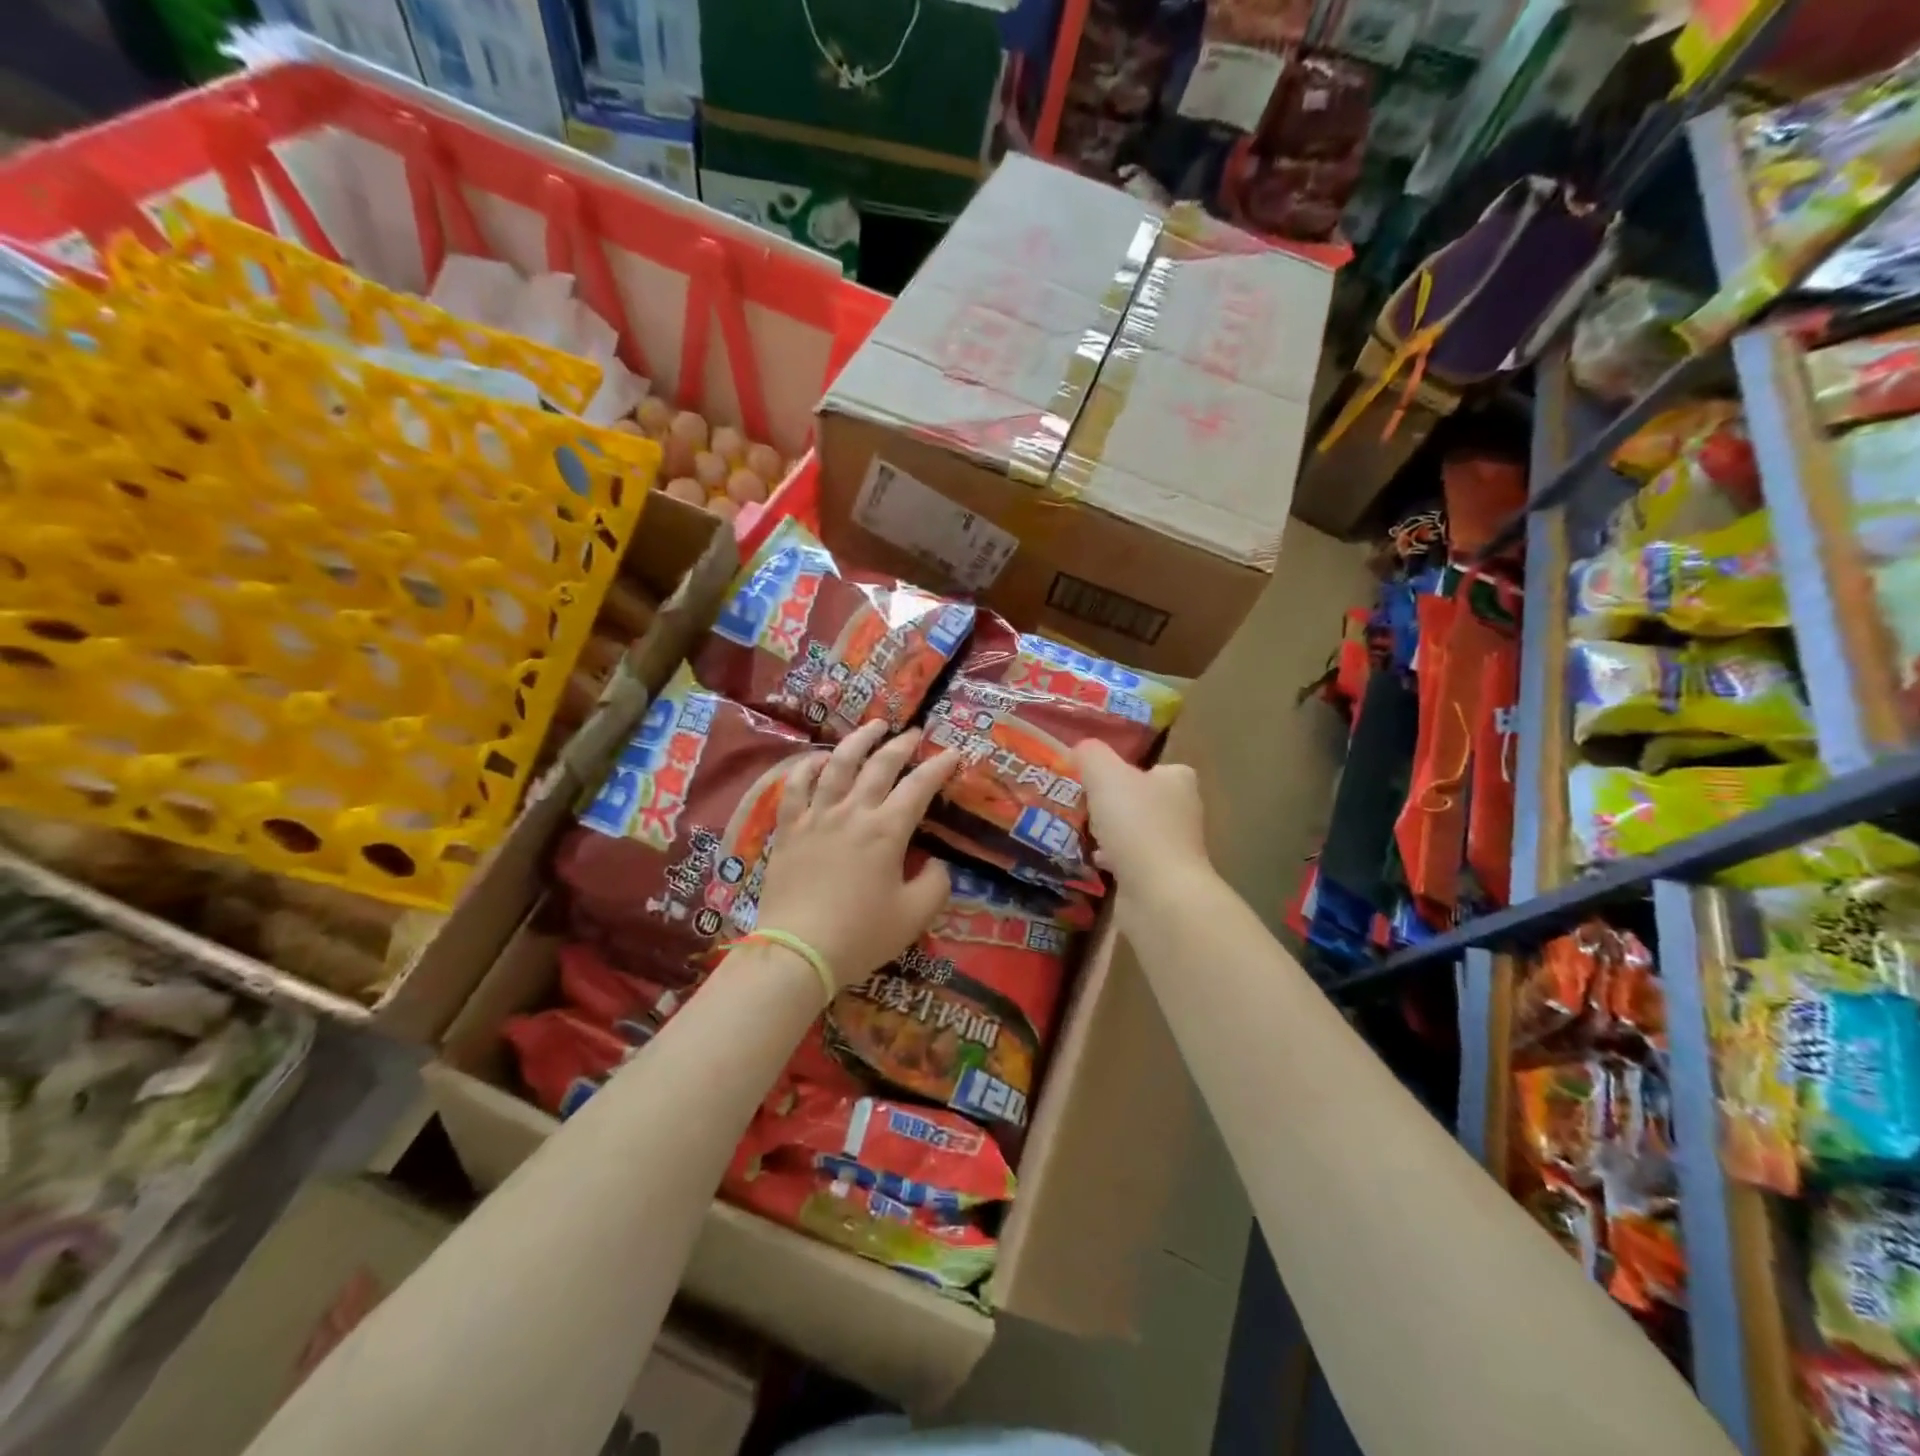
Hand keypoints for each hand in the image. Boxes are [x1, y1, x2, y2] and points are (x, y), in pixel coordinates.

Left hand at [754, 721, 960, 993]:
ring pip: (838, 764)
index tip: (953, 753)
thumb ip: (936, 884)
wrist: (797, 951)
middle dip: (902, 745)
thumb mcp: (914, 916)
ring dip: (859, 740)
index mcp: (887, 831)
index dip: (939, 767)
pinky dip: (808, 766)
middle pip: (880, 765)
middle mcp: (853, 812)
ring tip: (874, 725)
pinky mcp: (788, 828)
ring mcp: (816, 816)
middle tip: (916, 733)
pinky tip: (818, 758)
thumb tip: (936, 863)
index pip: (919, 787)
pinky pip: (795, 786)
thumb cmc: (860, 935)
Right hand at [1072, 740, 1208, 885]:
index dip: (1129, 769)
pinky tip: (1091, 861)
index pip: (1156, 767)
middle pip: (1143, 800)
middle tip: (1083, 802)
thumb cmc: (1136, 824)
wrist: (1157, 893)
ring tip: (1081, 831)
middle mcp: (1183, 812)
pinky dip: (1113, 860)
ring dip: (1112, 833)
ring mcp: (1175, 849)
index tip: (1100, 776)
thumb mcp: (1105, 774)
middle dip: (1115, 803)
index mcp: (1178, 781)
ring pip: (1136, 832)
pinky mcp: (1161, 879)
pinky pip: (1131, 862)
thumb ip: (1091, 754)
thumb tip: (1081, 748)